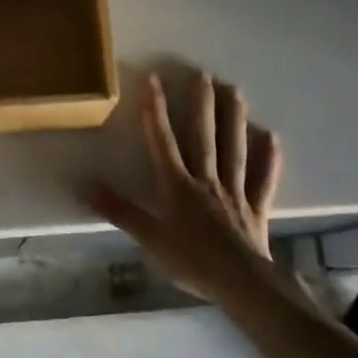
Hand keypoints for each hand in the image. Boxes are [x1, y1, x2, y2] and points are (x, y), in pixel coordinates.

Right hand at [84, 71, 282, 304]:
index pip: (163, 141)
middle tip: (204, 73)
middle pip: (204, 137)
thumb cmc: (191, 261)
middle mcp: (206, 180)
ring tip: (236, 90)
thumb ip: (118, 211)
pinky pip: (264, 179)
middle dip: (202, 104)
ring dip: (235, 119)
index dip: (157, 110)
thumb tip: (83, 187)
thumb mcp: (148, 238)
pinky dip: (269, 159)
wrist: (240, 283)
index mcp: (177, 186)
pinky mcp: (256, 208)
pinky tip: (273, 137)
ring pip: (235, 149)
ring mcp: (235, 191)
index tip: (154, 79)